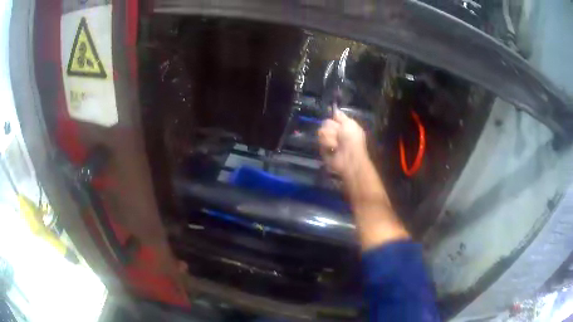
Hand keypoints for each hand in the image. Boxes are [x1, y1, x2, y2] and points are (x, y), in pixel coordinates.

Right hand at [318, 108, 367, 177]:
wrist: (349, 157)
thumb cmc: (352, 139)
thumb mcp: (350, 124)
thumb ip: (341, 116)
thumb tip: (334, 108)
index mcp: (343, 126)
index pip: (332, 117)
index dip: (332, 118)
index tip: (334, 118)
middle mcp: (335, 132)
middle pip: (325, 123)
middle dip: (332, 128)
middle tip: (339, 135)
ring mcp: (328, 140)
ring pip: (321, 131)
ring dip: (330, 137)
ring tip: (337, 144)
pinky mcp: (322, 148)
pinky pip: (320, 141)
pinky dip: (327, 144)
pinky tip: (333, 148)